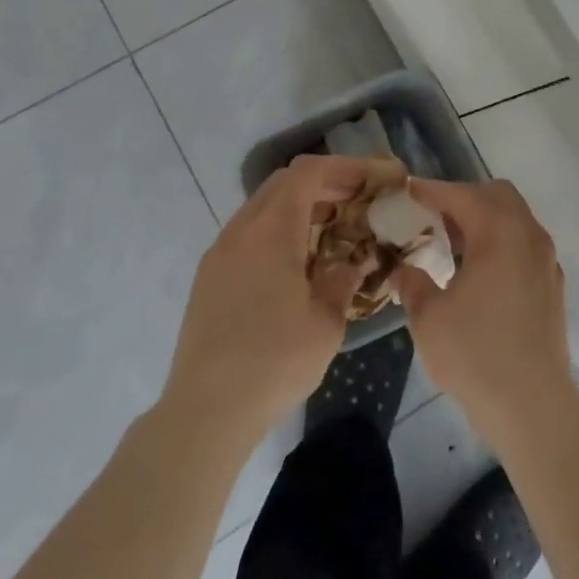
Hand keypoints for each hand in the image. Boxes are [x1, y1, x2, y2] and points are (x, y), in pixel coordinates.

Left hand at [162, 156, 371, 441]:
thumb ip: (342, 280)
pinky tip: (296, 263)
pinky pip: (248, 233)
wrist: (206, 410)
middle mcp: (241, 229)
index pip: (308, 173)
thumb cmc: (274, 362)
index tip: (372, 180)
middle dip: (323, 185)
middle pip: (283, 183)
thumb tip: (351, 261)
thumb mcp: (326, 323)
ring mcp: (220, 252)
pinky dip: (277, 230)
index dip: (344, 168)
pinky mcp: (208, 276)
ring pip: (263, 207)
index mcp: (272, 230)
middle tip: (356, 203)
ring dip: (298, 208)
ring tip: (332, 231)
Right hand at [396, 178, 573, 443]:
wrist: (532, 406)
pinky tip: (480, 274)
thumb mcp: (428, 317)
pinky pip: (525, 245)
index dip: (431, 191)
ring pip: (516, 219)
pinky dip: (502, 244)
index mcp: (499, 232)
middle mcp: (529, 236)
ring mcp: (546, 261)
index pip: (461, 194)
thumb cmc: (475, 354)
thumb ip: (412, 283)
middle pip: (497, 196)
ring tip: (453, 245)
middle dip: (464, 198)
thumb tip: (403, 269)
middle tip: (434, 218)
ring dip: (485, 221)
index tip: (407, 193)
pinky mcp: (553, 286)